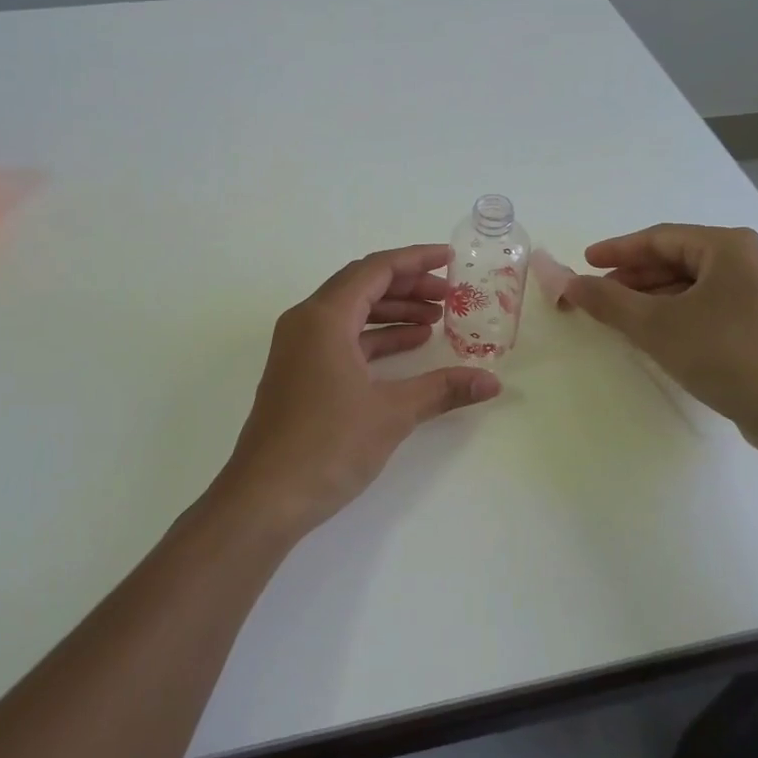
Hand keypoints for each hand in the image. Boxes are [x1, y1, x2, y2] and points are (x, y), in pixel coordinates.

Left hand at [216, 244, 501, 537]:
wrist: (264, 498)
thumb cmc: (326, 445)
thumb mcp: (392, 413)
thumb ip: (443, 390)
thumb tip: (492, 382)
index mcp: (324, 317)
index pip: (374, 269)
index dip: (415, 260)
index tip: (450, 260)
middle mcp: (306, 322)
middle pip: (362, 285)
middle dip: (408, 285)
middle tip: (449, 295)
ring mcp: (298, 349)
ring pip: (351, 313)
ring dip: (393, 311)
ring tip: (436, 320)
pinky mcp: (299, 373)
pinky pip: (342, 338)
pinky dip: (375, 337)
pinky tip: (408, 348)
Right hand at [562, 224, 757, 456]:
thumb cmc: (724, 354)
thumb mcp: (656, 326)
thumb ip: (608, 301)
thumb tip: (569, 284)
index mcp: (730, 247)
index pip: (661, 238)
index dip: (618, 250)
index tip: (585, 262)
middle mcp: (751, 260)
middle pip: (679, 259)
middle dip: (635, 276)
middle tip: (599, 293)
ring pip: (696, 284)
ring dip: (655, 296)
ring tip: (621, 315)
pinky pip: (712, 305)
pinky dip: (679, 312)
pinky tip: (658, 333)